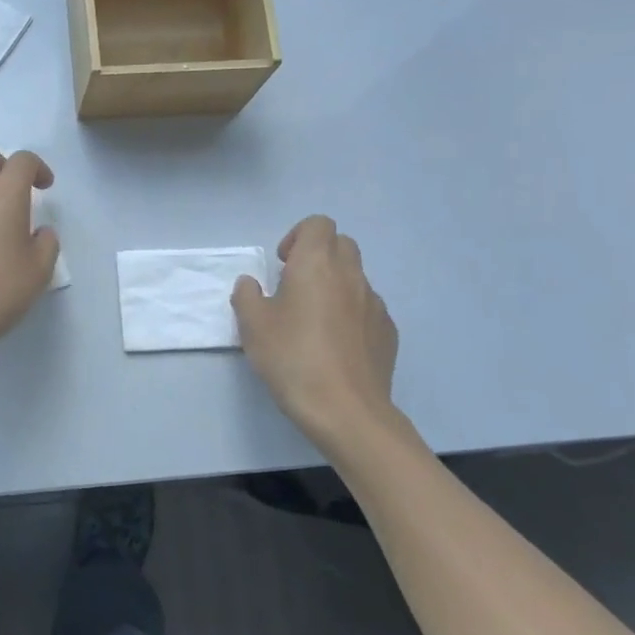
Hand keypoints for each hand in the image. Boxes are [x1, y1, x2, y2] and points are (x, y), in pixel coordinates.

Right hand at [231, 217, 406, 452]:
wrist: (346, 410)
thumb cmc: (292, 358)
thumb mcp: (252, 325)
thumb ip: (247, 295)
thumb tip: (252, 284)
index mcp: (316, 264)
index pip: (318, 224)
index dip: (298, 236)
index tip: (283, 265)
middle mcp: (351, 275)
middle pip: (341, 244)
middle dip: (318, 256)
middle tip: (294, 287)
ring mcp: (374, 304)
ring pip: (355, 277)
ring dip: (335, 286)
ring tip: (313, 322)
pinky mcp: (387, 332)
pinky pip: (366, 309)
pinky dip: (350, 314)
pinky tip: (335, 346)